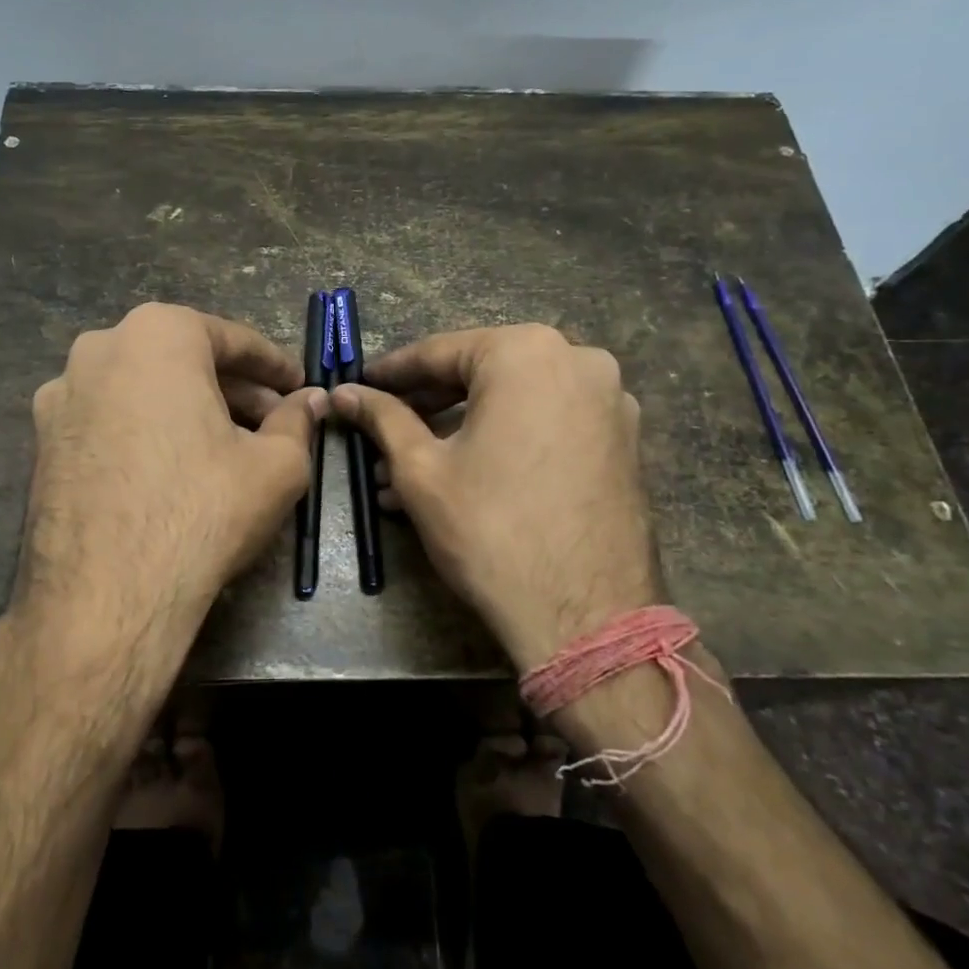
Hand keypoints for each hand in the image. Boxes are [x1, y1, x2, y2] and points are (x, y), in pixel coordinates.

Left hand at [19, 302, 326, 654]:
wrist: (105, 596)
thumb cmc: (202, 511)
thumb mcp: (276, 465)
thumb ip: (297, 422)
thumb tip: (311, 401)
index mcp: (158, 334)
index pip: (232, 338)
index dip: (273, 365)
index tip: (298, 386)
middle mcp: (100, 348)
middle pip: (183, 359)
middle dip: (232, 388)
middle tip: (271, 419)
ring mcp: (61, 394)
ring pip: (143, 388)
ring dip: (188, 408)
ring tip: (225, 446)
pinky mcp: (42, 440)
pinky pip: (110, 419)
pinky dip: (146, 430)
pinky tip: (172, 468)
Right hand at [331, 325, 657, 672]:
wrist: (586, 616)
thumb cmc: (490, 529)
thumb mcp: (421, 469)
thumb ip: (382, 418)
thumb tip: (344, 392)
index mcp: (526, 352)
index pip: (440, 351)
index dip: (392, 372)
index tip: (358, 385)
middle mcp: (577, 359)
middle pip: (481, 373)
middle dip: (426, 405)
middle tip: (381, 428)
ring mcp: (609, 400)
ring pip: (515, 401)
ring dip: (461, 428)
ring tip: (409, 468)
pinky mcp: (623, 440)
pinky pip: (547, 424)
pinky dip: (504, 440)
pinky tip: (465, 475)